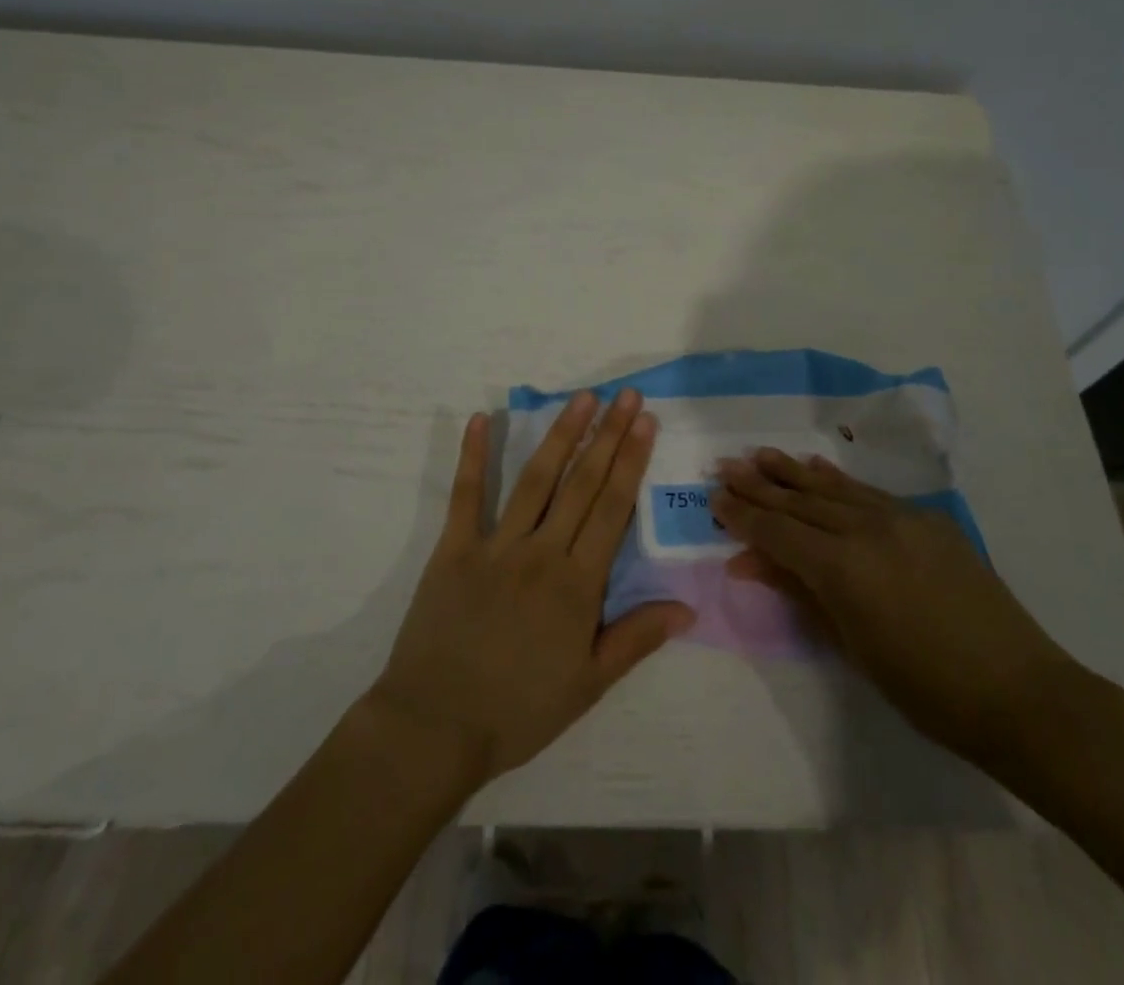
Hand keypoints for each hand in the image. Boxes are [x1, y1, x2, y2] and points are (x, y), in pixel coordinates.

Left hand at [367, 390, 694, 784]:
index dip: (631, 461)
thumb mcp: (588, 685)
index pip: (612, 508)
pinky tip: (481, 419)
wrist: (435, 729)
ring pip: (536, 479)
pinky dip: (474, 456)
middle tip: (625, 394)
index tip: (645, 422)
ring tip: (581, 398)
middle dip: (608, 435)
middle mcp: (541, 552)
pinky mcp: (453, 549)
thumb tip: (688, 606)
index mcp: (577, 584)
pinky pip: (466, 496)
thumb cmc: (518, 711)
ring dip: (560, 435)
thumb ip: (637, 638)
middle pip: (582, 483)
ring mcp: (495, 546)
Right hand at [712, 449, 1080, 766]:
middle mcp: (867, 529)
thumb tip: (749, 562)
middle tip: (725, 466)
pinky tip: (818, 467)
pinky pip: (870, 493)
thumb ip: (799, 593)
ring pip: (834, 488)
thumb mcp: (851, 645)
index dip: (743, 516)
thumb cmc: (925, 689)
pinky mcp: (928, 519)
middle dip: (759, 486)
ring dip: (793, 472)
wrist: (1020, 692)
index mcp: (843, 567)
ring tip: (761, 454)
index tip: (714, 498)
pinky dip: (839, 480)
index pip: (778, 532)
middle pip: (800, 502)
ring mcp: (901, 518)